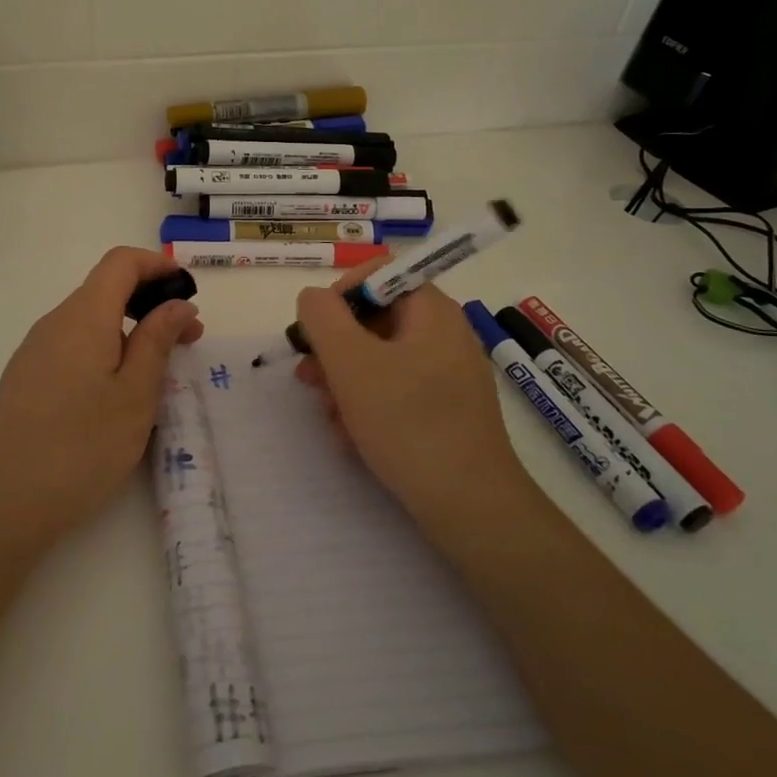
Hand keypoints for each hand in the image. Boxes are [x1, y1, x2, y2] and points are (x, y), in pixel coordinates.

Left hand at [0, 248, 203, 545]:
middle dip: (150, 303)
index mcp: (83, 316)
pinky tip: (116, 391)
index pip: (121, 262)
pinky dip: (104, 349)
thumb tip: (178, 304)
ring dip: (129, 330)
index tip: (188, 290)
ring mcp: (34, 350)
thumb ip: (158, 340)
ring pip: (89, 320)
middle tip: (187, 339)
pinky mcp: (25, 377)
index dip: (157, 265)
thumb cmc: (82, 447)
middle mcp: (54, 322)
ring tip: (157, 371)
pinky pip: (72, 345)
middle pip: (105, 289)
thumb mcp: (136, 394)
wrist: (4, 502)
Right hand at [294, 265, 526, 513]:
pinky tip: (351, 437)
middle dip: (335, 347)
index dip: (341, 293)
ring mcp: (448, 375)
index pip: (380, 273)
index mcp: (432, 311)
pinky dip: (369, 405)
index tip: (316, 330)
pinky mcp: (446, 410)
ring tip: (328, 414)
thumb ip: (322, 317)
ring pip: (381, 359)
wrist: (468, 504)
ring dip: (345, 380)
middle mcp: (445, 334)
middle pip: (376, 319)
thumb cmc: (406, 421)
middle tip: (308, 376)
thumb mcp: (350, 361)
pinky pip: (397, 391)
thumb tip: (314, 298)